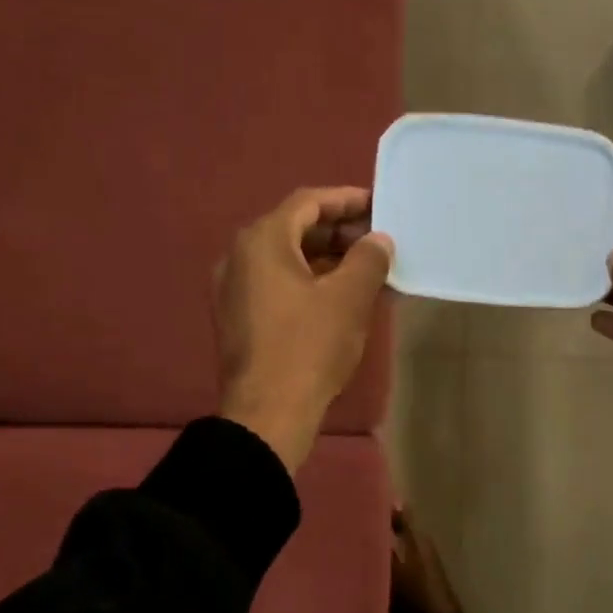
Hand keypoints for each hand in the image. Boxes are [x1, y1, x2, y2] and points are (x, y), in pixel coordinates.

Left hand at [214, 187, 393, 472]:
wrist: (267, 412)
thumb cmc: (309, 347)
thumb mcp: (349, 298)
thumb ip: (368, 259)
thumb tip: (378, 240)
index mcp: (261, 241)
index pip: (308, 203)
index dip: (346, 200)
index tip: (378, 205)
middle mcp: (239, 257)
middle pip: (294, 230)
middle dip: (338, 233)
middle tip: (377, 242)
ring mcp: (234, 290)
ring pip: (287, 260)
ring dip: (327, 260)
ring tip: (367, 272)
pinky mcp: (239, 319)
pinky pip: (278, 285)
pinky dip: (310, 283)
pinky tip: (340, 300)